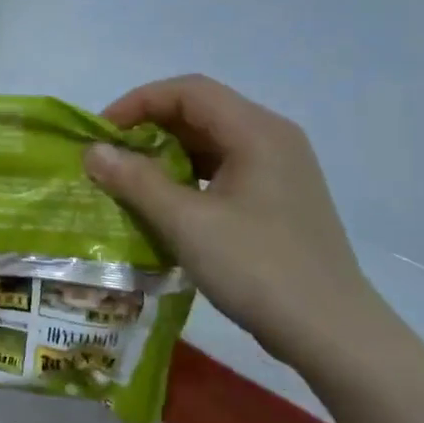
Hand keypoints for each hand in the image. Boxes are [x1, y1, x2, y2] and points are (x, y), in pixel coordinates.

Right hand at [85, 75, 387, 368]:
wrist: (330, 332)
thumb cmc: (256, 268)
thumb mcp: (186, 223)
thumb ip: (136, 181)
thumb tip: (93, 151)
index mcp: (257, 132)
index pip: (188, 91)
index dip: (137, 103)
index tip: (100, 135)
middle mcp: (273, 139)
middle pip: (200, 111)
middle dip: (148, 127)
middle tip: (109, 159)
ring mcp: (280, 170)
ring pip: (211, 141)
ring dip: (166, 153)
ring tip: (128, 181)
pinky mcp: (278, 199)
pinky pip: (223, 169)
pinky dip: (187, 176)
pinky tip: (165, 204)